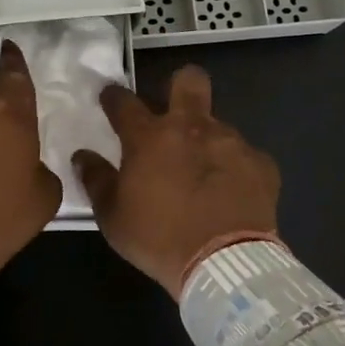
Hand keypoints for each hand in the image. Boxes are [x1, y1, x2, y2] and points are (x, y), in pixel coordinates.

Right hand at [73, 66, 280, 300]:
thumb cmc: (159, 239)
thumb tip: (83, 156)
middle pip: (189, 80)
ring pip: (217, 124)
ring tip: (204, 174)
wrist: (224, 264)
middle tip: (174, 109)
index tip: (110, 98)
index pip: (124, 101)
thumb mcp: (112, 217)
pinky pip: (245, 156)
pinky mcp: (262, 163)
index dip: (113, 96)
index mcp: (149, 137)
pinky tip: (232, 193)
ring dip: (206, 141)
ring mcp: (231, 142)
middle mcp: (191, 127)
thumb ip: (96, 180)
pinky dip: (235, 169)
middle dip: (180, 85)